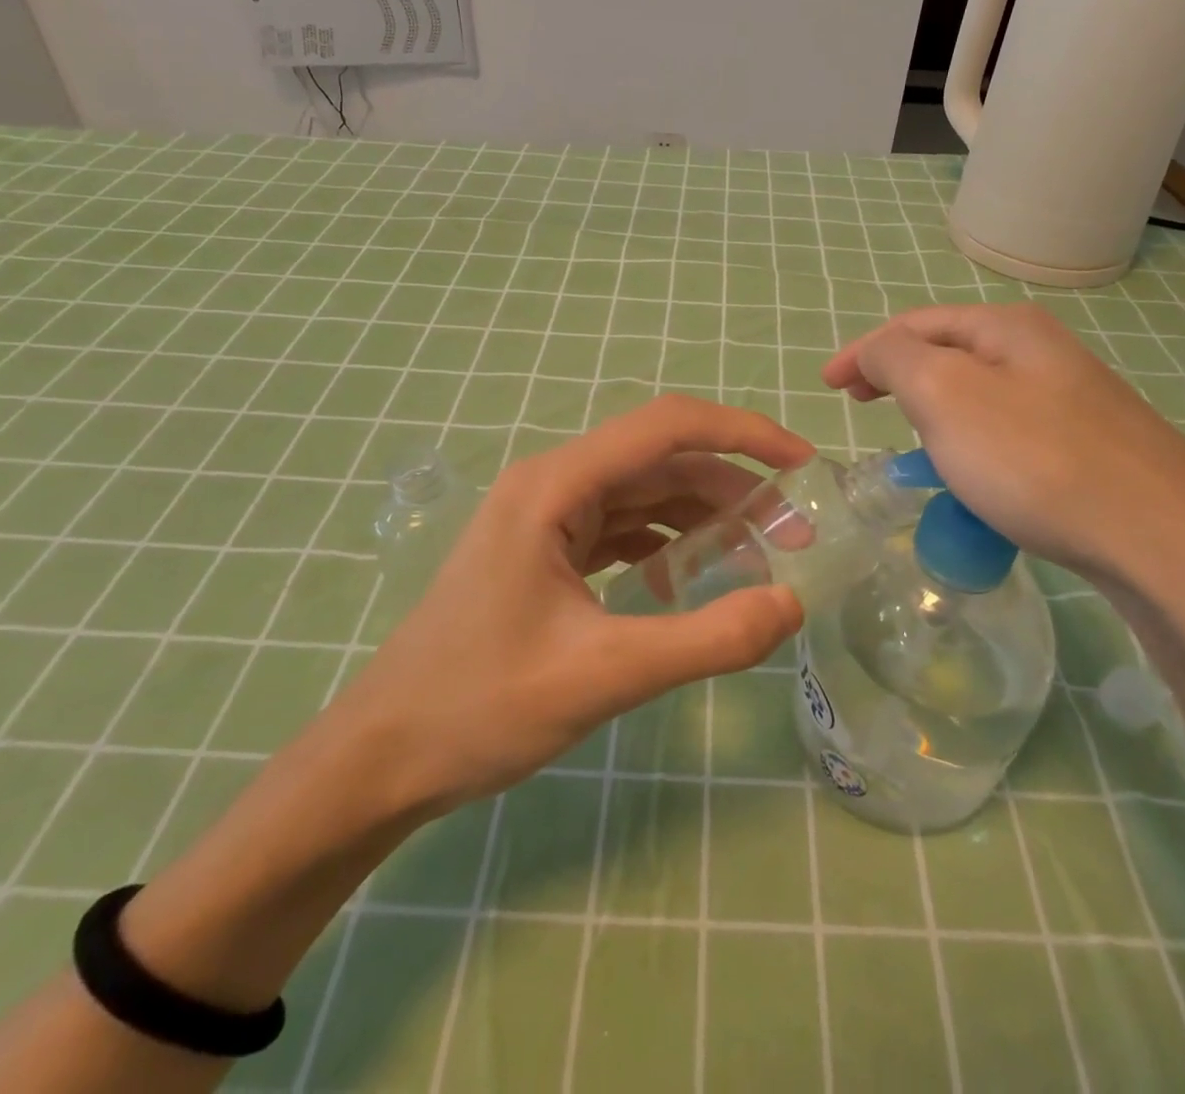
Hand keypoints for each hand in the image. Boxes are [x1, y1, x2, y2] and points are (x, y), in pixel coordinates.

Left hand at [319, 395, 811, 820]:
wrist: (381, 758)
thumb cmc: (479, 707)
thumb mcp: (605, 675)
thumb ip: (707, 639)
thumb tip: (791, 603)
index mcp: (556, 485)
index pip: (667, 426)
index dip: (743, 434)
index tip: (803, 464)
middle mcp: (552, 484)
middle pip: (662, 462)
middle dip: (734, 490)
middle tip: (795, 535)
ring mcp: (546, 517)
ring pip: (645, 496)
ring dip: (703, 519)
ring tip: (757, 559)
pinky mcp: (545, 551)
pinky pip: (621, 530)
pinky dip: (666, 546)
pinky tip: (687, 585)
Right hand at [821, 303, 1184, 592]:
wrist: (1162, 540)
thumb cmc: (1035, 460)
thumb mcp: (944, 395)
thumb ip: (895, 360)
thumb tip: (876, 353)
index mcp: (1007, 329)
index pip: (914, 324)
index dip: (863, 351)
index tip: (828, 387)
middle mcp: (1044, 352)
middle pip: (949, 352)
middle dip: (899, 375)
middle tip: (862, 406)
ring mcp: (1074, 400)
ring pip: (980, 394)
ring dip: (935, 409)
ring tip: (911, 440)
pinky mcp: (1091, 448)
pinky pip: (1009, 432)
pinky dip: (972, 442)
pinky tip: (974, 475)